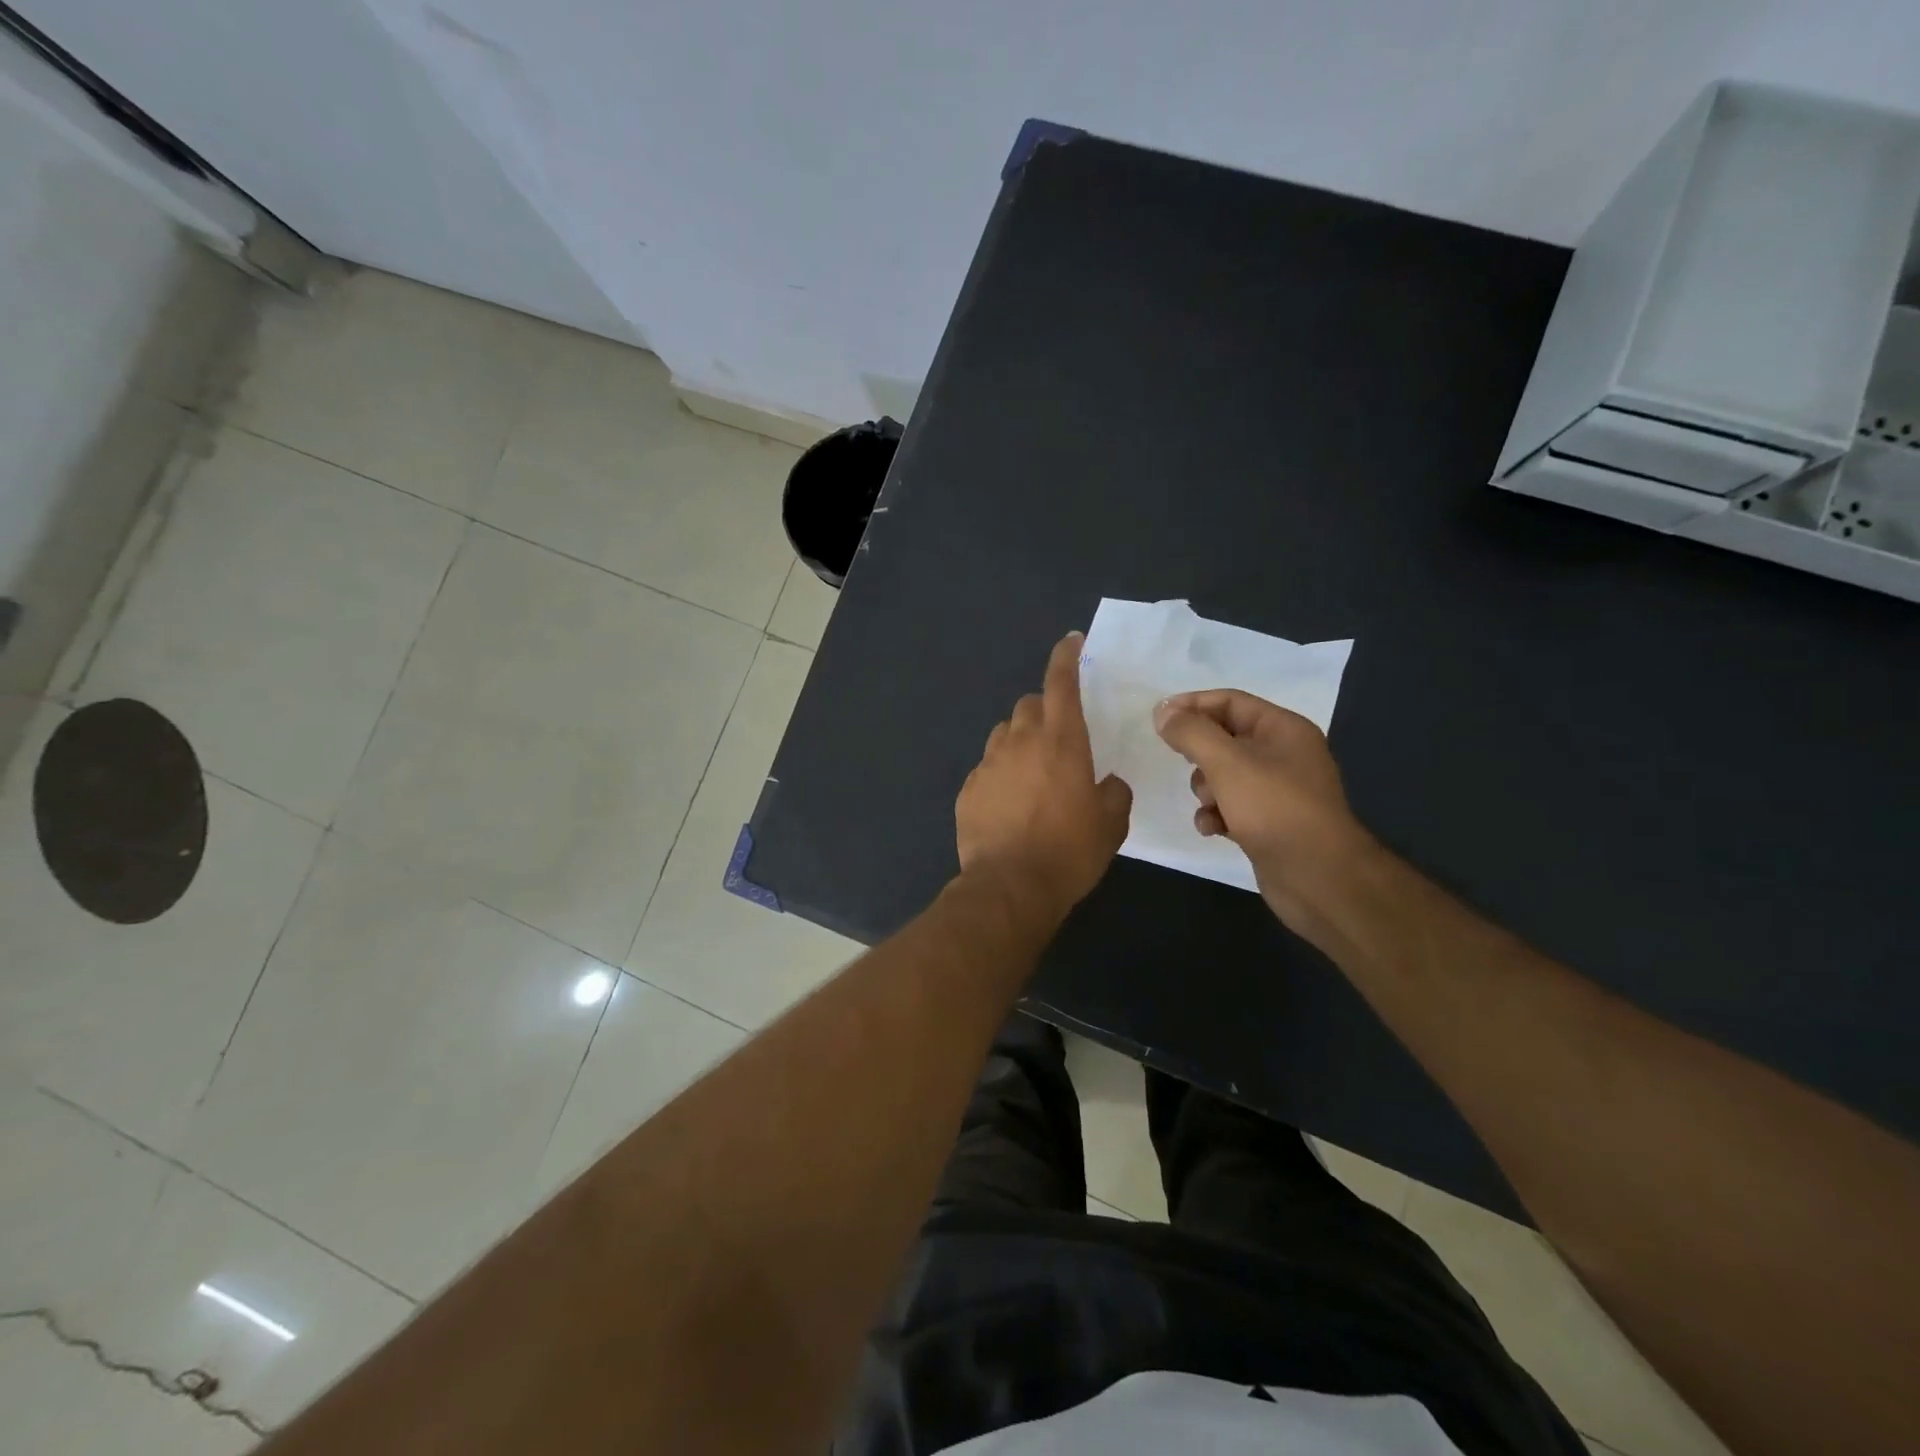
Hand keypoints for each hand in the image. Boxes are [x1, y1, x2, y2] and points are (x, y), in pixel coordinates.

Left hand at [957, 633, 1133, 917]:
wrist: (1010, 887)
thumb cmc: (1069, 851)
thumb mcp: (1111, 824)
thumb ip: (1114, 792)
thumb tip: (1107, 783)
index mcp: (1061, 741)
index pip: (1062, 683)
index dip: (1067, 658)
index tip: (1071, 642)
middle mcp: (1020, 742)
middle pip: (1028, 705)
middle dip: (1044, 710)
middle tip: (1058, 739)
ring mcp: (988, 764)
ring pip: (1004, 735)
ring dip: (1020, 742)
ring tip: (1032, 775)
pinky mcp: (968, 789)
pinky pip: (987, 769)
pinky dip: (1001, 775)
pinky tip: (1009, 805)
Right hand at [1153, 690, 1374, 929]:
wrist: (1318, 878)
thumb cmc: (1275, 810)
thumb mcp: (1228, 763)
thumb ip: (1192, 733)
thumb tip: (1163, 712)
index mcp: (1283, 729)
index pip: (1230, 701)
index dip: (1192, 704)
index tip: (1158, 719)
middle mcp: (1283, 754)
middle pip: (1224, 738)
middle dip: (1198, 753)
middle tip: (1182, 764)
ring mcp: (1276, 791)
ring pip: (1223, 775)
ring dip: (1205, 789)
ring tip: (1209, 805)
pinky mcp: (1268, 822)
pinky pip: (1230, 806)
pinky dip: (1216, 814)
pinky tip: (1212, 829)